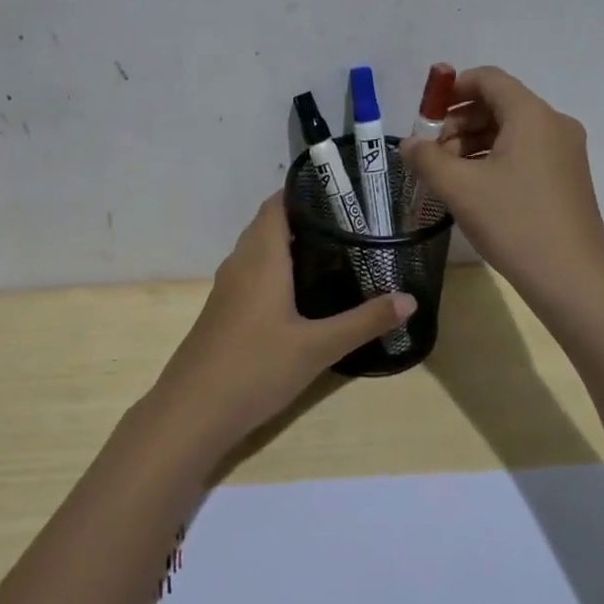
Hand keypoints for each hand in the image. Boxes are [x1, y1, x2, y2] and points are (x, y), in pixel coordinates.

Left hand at [149, 194, 414, 447]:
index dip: (305, 191)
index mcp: (260, 257)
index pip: (277, 203)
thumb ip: (364, 321)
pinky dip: (277, 269)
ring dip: (290, 245)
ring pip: (259, 250)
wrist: (192, 411)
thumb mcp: (318, 347)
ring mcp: (228, 288)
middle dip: (305, 218)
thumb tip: (410, 299)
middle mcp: (240, 263)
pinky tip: (303, 293)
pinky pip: (253, 273)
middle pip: (269, 224)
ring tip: (335, 251)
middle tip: (351, 223)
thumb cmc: (255, 367)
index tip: (343, 192)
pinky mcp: (224, 311)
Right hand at [401, 66, 603, 299]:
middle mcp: (553, 125)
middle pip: (498, 104)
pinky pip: (524, 153)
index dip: (452, 88)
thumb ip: (427, 158)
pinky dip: (493, 159)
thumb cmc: (514, 222)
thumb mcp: (459, 188)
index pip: (489, 79)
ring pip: (510, 131)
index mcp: (532, 115)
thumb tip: (409, 144)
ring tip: (447, 175)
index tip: (424, 114)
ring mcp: (564, 153)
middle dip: (459, 122)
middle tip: (432, 153)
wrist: (572, 278)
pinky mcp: (565, 178)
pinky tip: (473, 189)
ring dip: (473, 143)